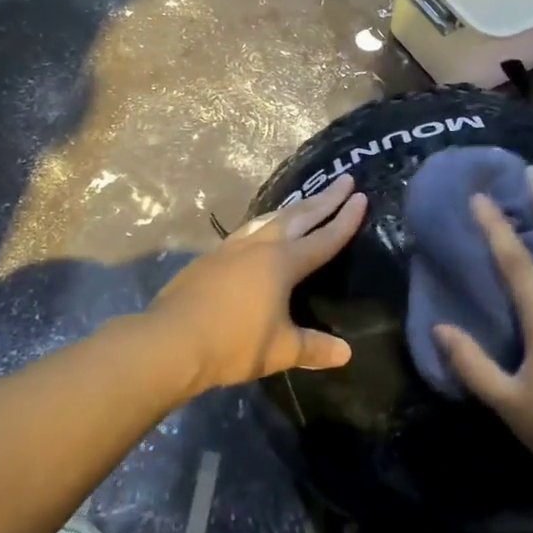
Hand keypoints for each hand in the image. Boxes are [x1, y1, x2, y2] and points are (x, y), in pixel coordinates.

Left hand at [150, 174, 368, 393]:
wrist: (170, 341)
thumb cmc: (232, 344)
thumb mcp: (280, 350)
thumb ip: (314, 347)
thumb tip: (346, 353)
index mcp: (283, 263)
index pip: (324, 238)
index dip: (345, 220)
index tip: (362, 198)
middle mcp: (260, 246)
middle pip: (299, 217)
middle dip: (325, 199)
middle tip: (344, 179)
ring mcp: (232, 248)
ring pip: (271, 219)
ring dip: (294, 207)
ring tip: (307, 199)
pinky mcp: (211, 258)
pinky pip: (248, 230)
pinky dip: (266, 223)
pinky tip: (261, 230)